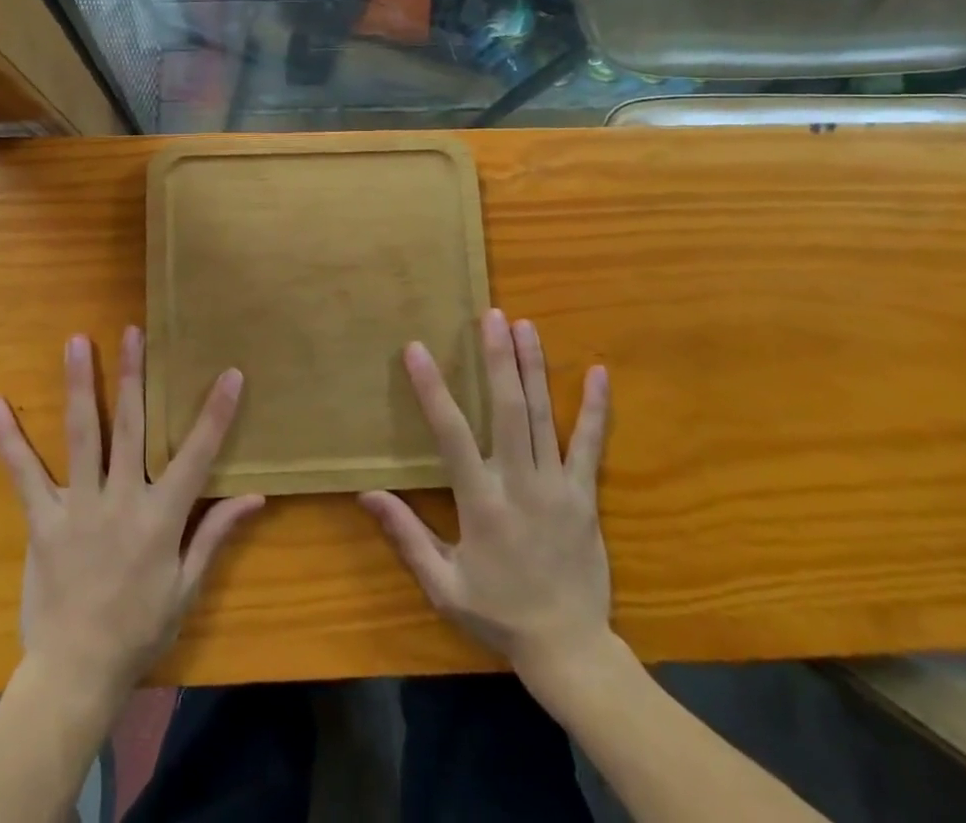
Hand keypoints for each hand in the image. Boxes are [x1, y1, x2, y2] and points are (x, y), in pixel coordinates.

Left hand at [0, 327, 263, 707]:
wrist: (76, 673)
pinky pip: (24, 474)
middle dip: (135, 375)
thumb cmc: (139, 630)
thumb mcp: (187, 586)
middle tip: (134, 332)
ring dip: (81, 385)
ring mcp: (78, 506)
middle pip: (133, 426)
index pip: (196, 455)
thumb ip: (216, 534)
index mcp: (162, 517)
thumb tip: (255, 495)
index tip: (230, 372)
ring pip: (84, 434)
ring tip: (77, 341)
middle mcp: (122, 500)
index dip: (215, 413)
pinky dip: (8, 438)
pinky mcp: (42, 520)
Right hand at [360, 310, 611, 681]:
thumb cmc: (499, 612)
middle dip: (498, 359)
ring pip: (544, 416)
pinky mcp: (585, 496)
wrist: (570, 650)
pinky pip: (591, 445)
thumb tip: (366, 493)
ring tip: (525, 326)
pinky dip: (595, 408)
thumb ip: (406, 536)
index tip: (416, 349)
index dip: (432, 389)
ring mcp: (558, 487)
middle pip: (507, 410)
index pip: (451, 434)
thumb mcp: (443, 585)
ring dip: (533, 368)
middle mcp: (520, 483)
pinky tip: (600, 373)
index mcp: (482, 502)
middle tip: (490, 316)